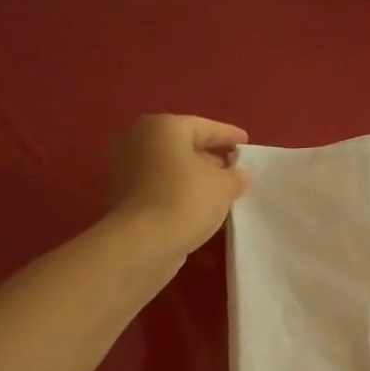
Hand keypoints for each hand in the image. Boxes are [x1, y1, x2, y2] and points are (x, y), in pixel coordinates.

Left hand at [106, 114, 249, 259]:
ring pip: (170, 167)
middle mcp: (139, 140)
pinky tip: (199, 206)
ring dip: (194, 177)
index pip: (204, 127)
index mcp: (163, 127)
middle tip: (233, 167)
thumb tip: (239, 175)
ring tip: (220, 190)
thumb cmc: (184, 201)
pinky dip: (178, 192)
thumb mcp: (223, 187)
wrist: (140, 244)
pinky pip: (159, 186)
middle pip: (183, 145)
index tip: (246, 142)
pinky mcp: (123, 196)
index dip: (228, 135)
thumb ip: (235, 177)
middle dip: (210, 156)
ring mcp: (126, 168)